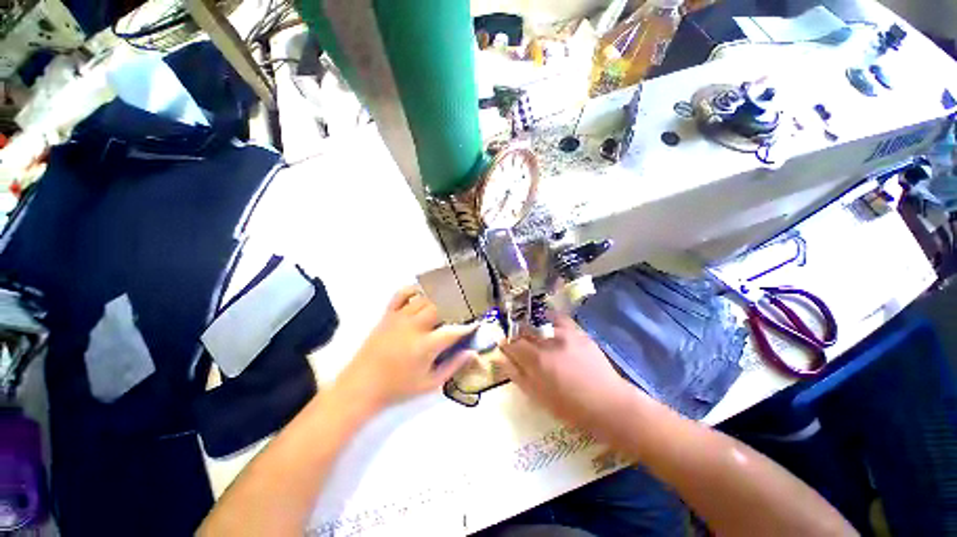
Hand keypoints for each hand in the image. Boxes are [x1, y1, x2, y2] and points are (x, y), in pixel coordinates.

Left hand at [333, 287, 475, 412]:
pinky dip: (414, 290)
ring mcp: (400, 317)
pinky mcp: (388, 314)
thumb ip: (453, 366)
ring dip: (439, 299)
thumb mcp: (430, 383)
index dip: (468, 326)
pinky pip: (402, 294)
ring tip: (448, 302)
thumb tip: (472, 353)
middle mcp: (414, 326)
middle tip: (463, 310)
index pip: (454, 330)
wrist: (361, 386)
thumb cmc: (398, 388)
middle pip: (441, 306)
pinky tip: (423, 294)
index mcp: (425, 346)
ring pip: (425, 298)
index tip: (476, 324)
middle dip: (456, 306)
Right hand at [501, 315, 641, 439]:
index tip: (504, 348)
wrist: (608, 404)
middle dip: (518, 336)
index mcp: (537, 360)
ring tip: (534, 336)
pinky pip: (559, 319)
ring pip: (540, 323)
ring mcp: (565, 334)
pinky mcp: (578, 332)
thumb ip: (517, 375)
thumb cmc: (570, 408)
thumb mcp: (538, 397)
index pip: (512, 344)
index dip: (505, 345)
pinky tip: (548, 324)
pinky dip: (550, 319)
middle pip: (524, 331)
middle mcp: (549, 341)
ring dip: (532, 328)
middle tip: (520, 345)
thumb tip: (501, 358)